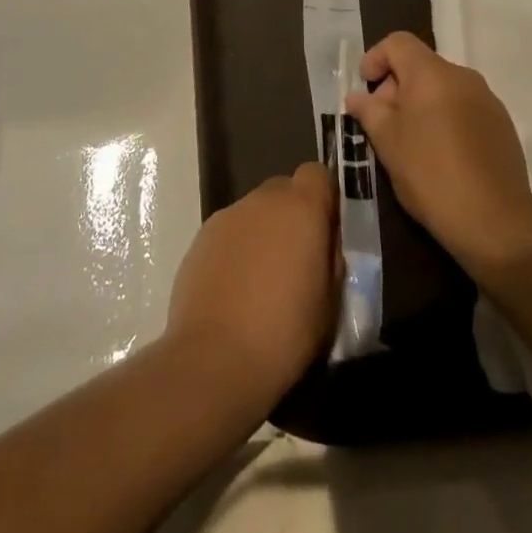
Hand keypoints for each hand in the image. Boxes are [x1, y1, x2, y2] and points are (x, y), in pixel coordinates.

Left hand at [164, 162, 336, 406]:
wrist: (215, 358)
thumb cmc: (286, 333)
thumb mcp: (331, 301)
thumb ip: (330, 258)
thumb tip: (325, 241)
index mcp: (301, 207)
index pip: (317, 173)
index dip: (324, 197)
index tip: (326, 231)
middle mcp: (262, 200)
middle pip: (284, 190)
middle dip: (293, 216)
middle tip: (298, 260)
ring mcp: (227, 216)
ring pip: (255, 212)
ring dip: (264, 232)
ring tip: (263, 281)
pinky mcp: (201, 237)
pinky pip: (230, 232)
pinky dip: (237, 249)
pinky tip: (236, 290)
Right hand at [346, 33, 531, 282]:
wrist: (495, 222)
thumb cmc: (430, 174)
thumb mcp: (387, 142)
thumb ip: (369, 111)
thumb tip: (358, 97)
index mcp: (432, 73)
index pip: (398, 43)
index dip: (375, 58)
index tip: (364, 88)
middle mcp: (463, 77)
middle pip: (421, 65)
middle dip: (396, 86)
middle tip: (382, 123)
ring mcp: (488, 100)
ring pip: (444, 88)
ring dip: (421, 104)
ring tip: (409, 142)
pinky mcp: (503, 126)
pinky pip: (465, 108)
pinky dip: (445, 118)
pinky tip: (440, 155)